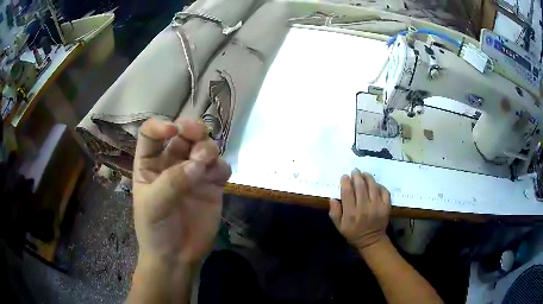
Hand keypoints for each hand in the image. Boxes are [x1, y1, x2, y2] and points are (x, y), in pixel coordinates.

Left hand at [132, 117, 230, 263]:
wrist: (177, 257)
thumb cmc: (155, 230)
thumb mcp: (153, 206)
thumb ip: (171, 182)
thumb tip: (196, 164)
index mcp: (150, 163)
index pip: (151, 134)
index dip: (160, 126)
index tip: (172, 130)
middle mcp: (171, 163)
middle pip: (183, 134)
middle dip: (191, 128)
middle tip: (198, 132)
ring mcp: (193, 173)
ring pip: (204, 147)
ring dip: (207, 147)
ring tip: (204, 162)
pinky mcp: (212, 185)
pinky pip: (220, 167)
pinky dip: (220, 166)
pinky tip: (216, 178)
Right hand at [329, 168, 390, 250]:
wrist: (371, 240)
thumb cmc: (353, 233)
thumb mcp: (339, 226)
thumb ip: (334, 212)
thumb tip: (333, 198)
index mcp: (351, 213)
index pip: (347, 192)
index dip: (345, 182)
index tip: (344, 176)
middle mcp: (364, 208)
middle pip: (360, 187)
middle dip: (356, 176)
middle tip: (354, 171)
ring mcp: (377, 207)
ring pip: (373, 186)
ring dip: (368, 177)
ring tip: (364, 174)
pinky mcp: (386, 207)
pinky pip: (384, 191)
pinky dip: (379, 185)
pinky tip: (375, 184)